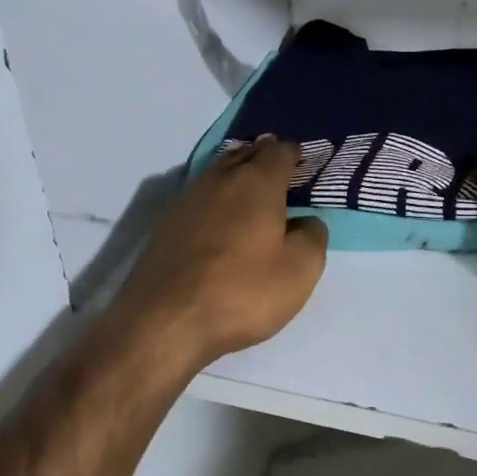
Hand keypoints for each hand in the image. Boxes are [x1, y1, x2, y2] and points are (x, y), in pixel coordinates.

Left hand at [107, 138, 328, 370]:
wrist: (164, 323)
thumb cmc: (241, 292)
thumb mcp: (299, 271)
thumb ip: (312, 237)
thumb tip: (305, 221)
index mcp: (256, 183)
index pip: (280, 152)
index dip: (296, 154)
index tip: (307, 164)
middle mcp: (220, 179)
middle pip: (246, 154)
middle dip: (265, 157)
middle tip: (283, 171)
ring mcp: (187, 199)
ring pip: (220, 172)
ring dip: (238, 174)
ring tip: (254, 191)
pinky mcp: (166, 224)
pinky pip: (201, 196)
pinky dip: (218, 198)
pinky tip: (222, 218)